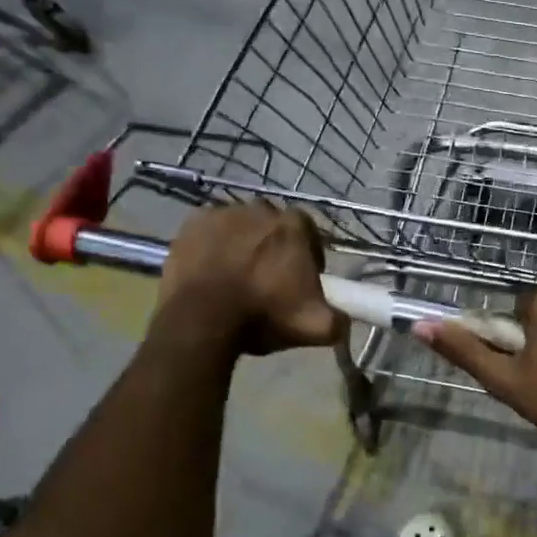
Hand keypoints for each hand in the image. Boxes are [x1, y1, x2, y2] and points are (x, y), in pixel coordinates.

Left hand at [157, 203, 343, 357]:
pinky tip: (212, 269)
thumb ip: (338, 320)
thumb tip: (345, 321)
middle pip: (272, 224)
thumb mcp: (315, 327)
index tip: (303, 277)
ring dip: (242, 243)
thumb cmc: (263, 316)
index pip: (308, 230)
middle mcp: (259, 209)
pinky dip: (213, 245)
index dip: (308, 252)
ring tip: (237, 275)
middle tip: (268, 277)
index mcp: (293, 226)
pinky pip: (209, 230)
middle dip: (273, 245)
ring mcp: (222, 213)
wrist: (202, 320)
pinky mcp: (191, 224)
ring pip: (239, 225)